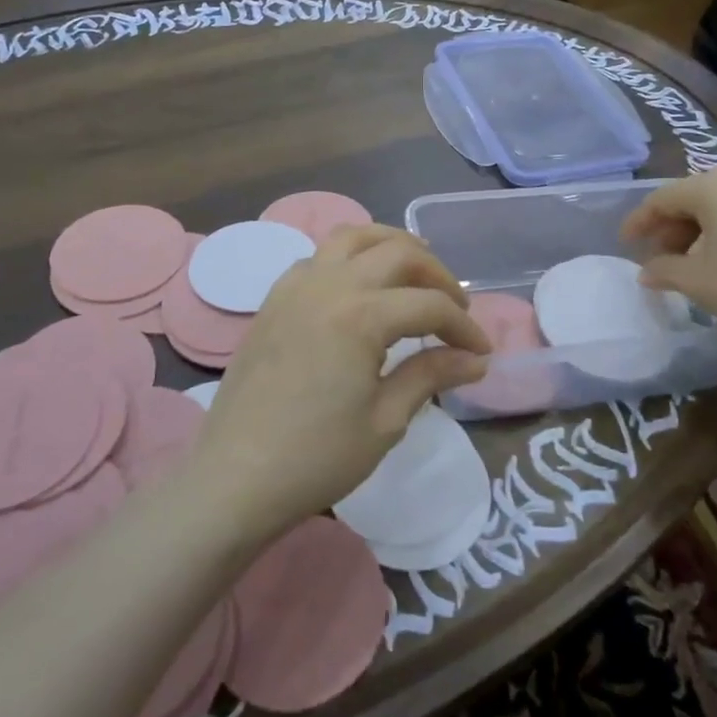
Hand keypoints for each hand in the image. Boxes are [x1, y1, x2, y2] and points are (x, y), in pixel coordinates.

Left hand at [192, 226, 490, 538]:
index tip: (480, 352)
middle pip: (397, 252)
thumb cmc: (316, 458)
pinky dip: (349, 259)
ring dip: (391, 246)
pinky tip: (359, 289)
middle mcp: (329, 285)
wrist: (235, 478)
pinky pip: (318, 258)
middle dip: (437, 275)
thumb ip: (430, 375)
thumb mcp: (385, 420)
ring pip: (353, 238)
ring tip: (414, 272)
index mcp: (361, 315)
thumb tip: (476, 360)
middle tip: (455, 307)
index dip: (462, 326)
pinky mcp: (274, 299)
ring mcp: (295, 287)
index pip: (428, 305)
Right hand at [621, 165, 716, 369]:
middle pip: (702, 197)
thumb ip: (664, 269)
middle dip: (678, 226)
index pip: (664, 198)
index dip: (640, 221)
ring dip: (714, 229)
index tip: (626, 243)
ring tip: (707, 262)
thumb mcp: (698, 283)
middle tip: (665, 257)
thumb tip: (648, 270)